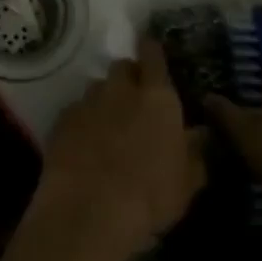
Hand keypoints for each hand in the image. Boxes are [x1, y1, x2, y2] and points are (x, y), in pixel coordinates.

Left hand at [30, 40, 206, 260]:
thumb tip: (200, 134)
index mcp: (157, 98)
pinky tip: (85, 145)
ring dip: (105, 100)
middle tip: (136, 102)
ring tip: (109, 127)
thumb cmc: (150, 196)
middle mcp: (120, 89)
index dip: (152, 51)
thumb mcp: (188, 182)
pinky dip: (83, 121)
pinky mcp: (61, 120)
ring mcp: (87, 102)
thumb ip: (196, 152)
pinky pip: (76, 111)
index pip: (153, 55)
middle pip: (122, 68)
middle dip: (129, 78)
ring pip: (97, 88)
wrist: (89, 209)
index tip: (152, 53)